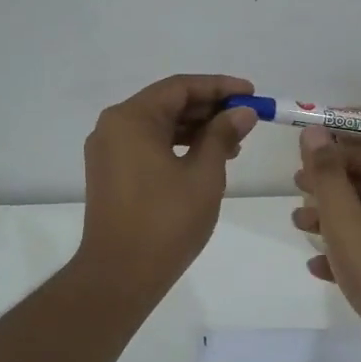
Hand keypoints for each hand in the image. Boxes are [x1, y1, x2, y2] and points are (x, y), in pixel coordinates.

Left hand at [76, 74, 257, 299]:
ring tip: (235, 143)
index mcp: (131, 119)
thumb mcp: (204, 174)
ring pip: (159, 126)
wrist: (120, 275)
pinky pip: (149, 146)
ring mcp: (109, 151)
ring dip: (196, 129)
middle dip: (209, 108)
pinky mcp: (111, 173)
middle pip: (168, 103)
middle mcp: (114, 127)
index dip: (220, 87)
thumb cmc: (166, 221)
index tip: (251, 93)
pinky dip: (178, 147)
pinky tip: (207, 158)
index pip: (180, 87)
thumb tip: (242, 112)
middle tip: (247, 118)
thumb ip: (222, 135)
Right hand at [291, 125, 360, 361]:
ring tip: (297, 224)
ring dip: (332, 219)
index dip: (340, 151)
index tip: (307, 154)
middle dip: (332, 186)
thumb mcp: (345, 218)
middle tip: (296, 185)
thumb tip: (314, 131)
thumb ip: (327, 174)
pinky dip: (346, 251)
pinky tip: (316, 266)